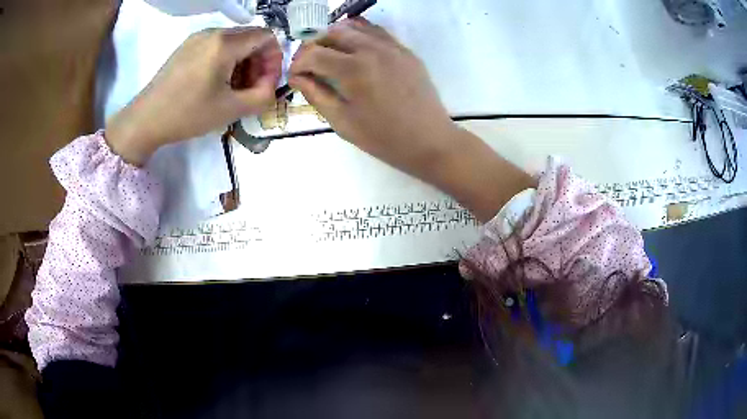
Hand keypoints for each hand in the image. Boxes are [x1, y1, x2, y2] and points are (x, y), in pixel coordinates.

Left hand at [106, 27, 281, 165]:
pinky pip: (216, 45)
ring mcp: (197, 38)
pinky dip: (226, 60)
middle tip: (251, 89)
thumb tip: (271, 85)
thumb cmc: (187, 115)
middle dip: (258, 62)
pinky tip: (216, 83)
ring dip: (242, 62)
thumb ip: (263, 96)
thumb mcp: (231, 110)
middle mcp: (213, 32)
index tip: (266, 83)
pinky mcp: (187, 46)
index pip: (267, 37)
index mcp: (225, 43)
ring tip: (233, 88)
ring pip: (234, 41)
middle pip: (251, 37)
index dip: (274, 59)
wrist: (145, 120)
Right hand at [289, 19, 456, 174]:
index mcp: (352, 69)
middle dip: (313, 45)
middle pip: (331, 33)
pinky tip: (354, 48)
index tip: (295, 76)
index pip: (313, 53)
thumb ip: (316, 94)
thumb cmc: (383, 138)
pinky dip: (359, 34)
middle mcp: (371, 49)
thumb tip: (296, 77)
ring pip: (354, 26)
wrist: (430, 141)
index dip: (297, 63)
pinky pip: (377, 31)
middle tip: (310, 64)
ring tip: (330, 53)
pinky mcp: (404, 50)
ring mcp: (391, 46)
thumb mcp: (342, 121)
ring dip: (335, 36)